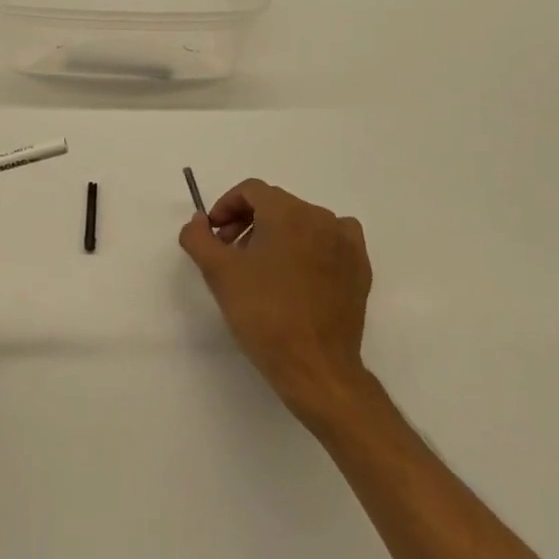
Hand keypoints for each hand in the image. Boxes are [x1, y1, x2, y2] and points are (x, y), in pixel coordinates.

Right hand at [179, 179, 373, 423]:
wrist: (316, 367)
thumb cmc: (264, 314)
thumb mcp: (219, 273)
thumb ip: (199, 237)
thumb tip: (199, 220)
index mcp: (287, 212)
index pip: (251, 191)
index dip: (226, 207)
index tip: (214, 235)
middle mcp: (320, 217)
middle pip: (276, 205)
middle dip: (248, 222)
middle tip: (231, 254)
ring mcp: (345, 242)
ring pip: (302, 222)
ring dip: (277, 235)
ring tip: (262, 269)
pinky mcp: (360, 267)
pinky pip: (331, 240)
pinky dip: (311, 246)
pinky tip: (299, 273)